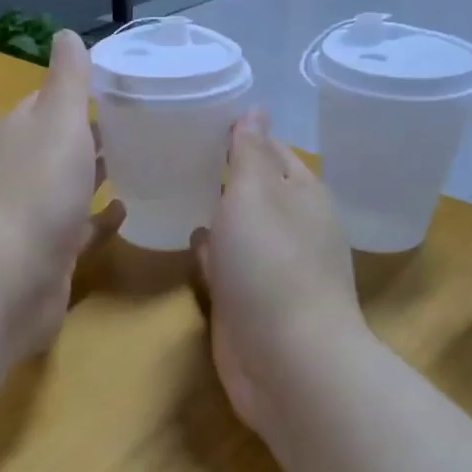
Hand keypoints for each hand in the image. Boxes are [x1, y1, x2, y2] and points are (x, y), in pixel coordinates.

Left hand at [0, 29, 122, 359]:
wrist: (11, 277)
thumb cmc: (38, 189)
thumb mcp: (58, 120)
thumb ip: (67, 79)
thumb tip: (65, 34)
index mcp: (18, 133)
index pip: (47, 103)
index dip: (78, 93)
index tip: (120, 88)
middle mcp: (19, 170)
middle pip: (59, 145)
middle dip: (91, 135)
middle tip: (142, 125)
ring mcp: (32, 214)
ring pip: (69, 186)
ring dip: (96, 175)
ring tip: (142, 162)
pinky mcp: (49, 252)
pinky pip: (80, 228)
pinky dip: (100, 218)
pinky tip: (127, 212)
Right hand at [192, 110, 364, 435]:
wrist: (287, 361)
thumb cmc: (271, 265)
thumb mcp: (255, 194)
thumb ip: (249, 153)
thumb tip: (255, 110)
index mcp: (302, 194)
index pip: (269, 150)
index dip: (237, 134)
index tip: (193, 118)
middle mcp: (291, 227)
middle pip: (252, 190)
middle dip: (219, 174)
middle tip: (168, 151)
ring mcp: (271, 268)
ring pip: (238, 229)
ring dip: (214, 213)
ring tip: (170, 189)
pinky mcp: (250, 302)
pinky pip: (227, 266)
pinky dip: (211, 253)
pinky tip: (188, 243)